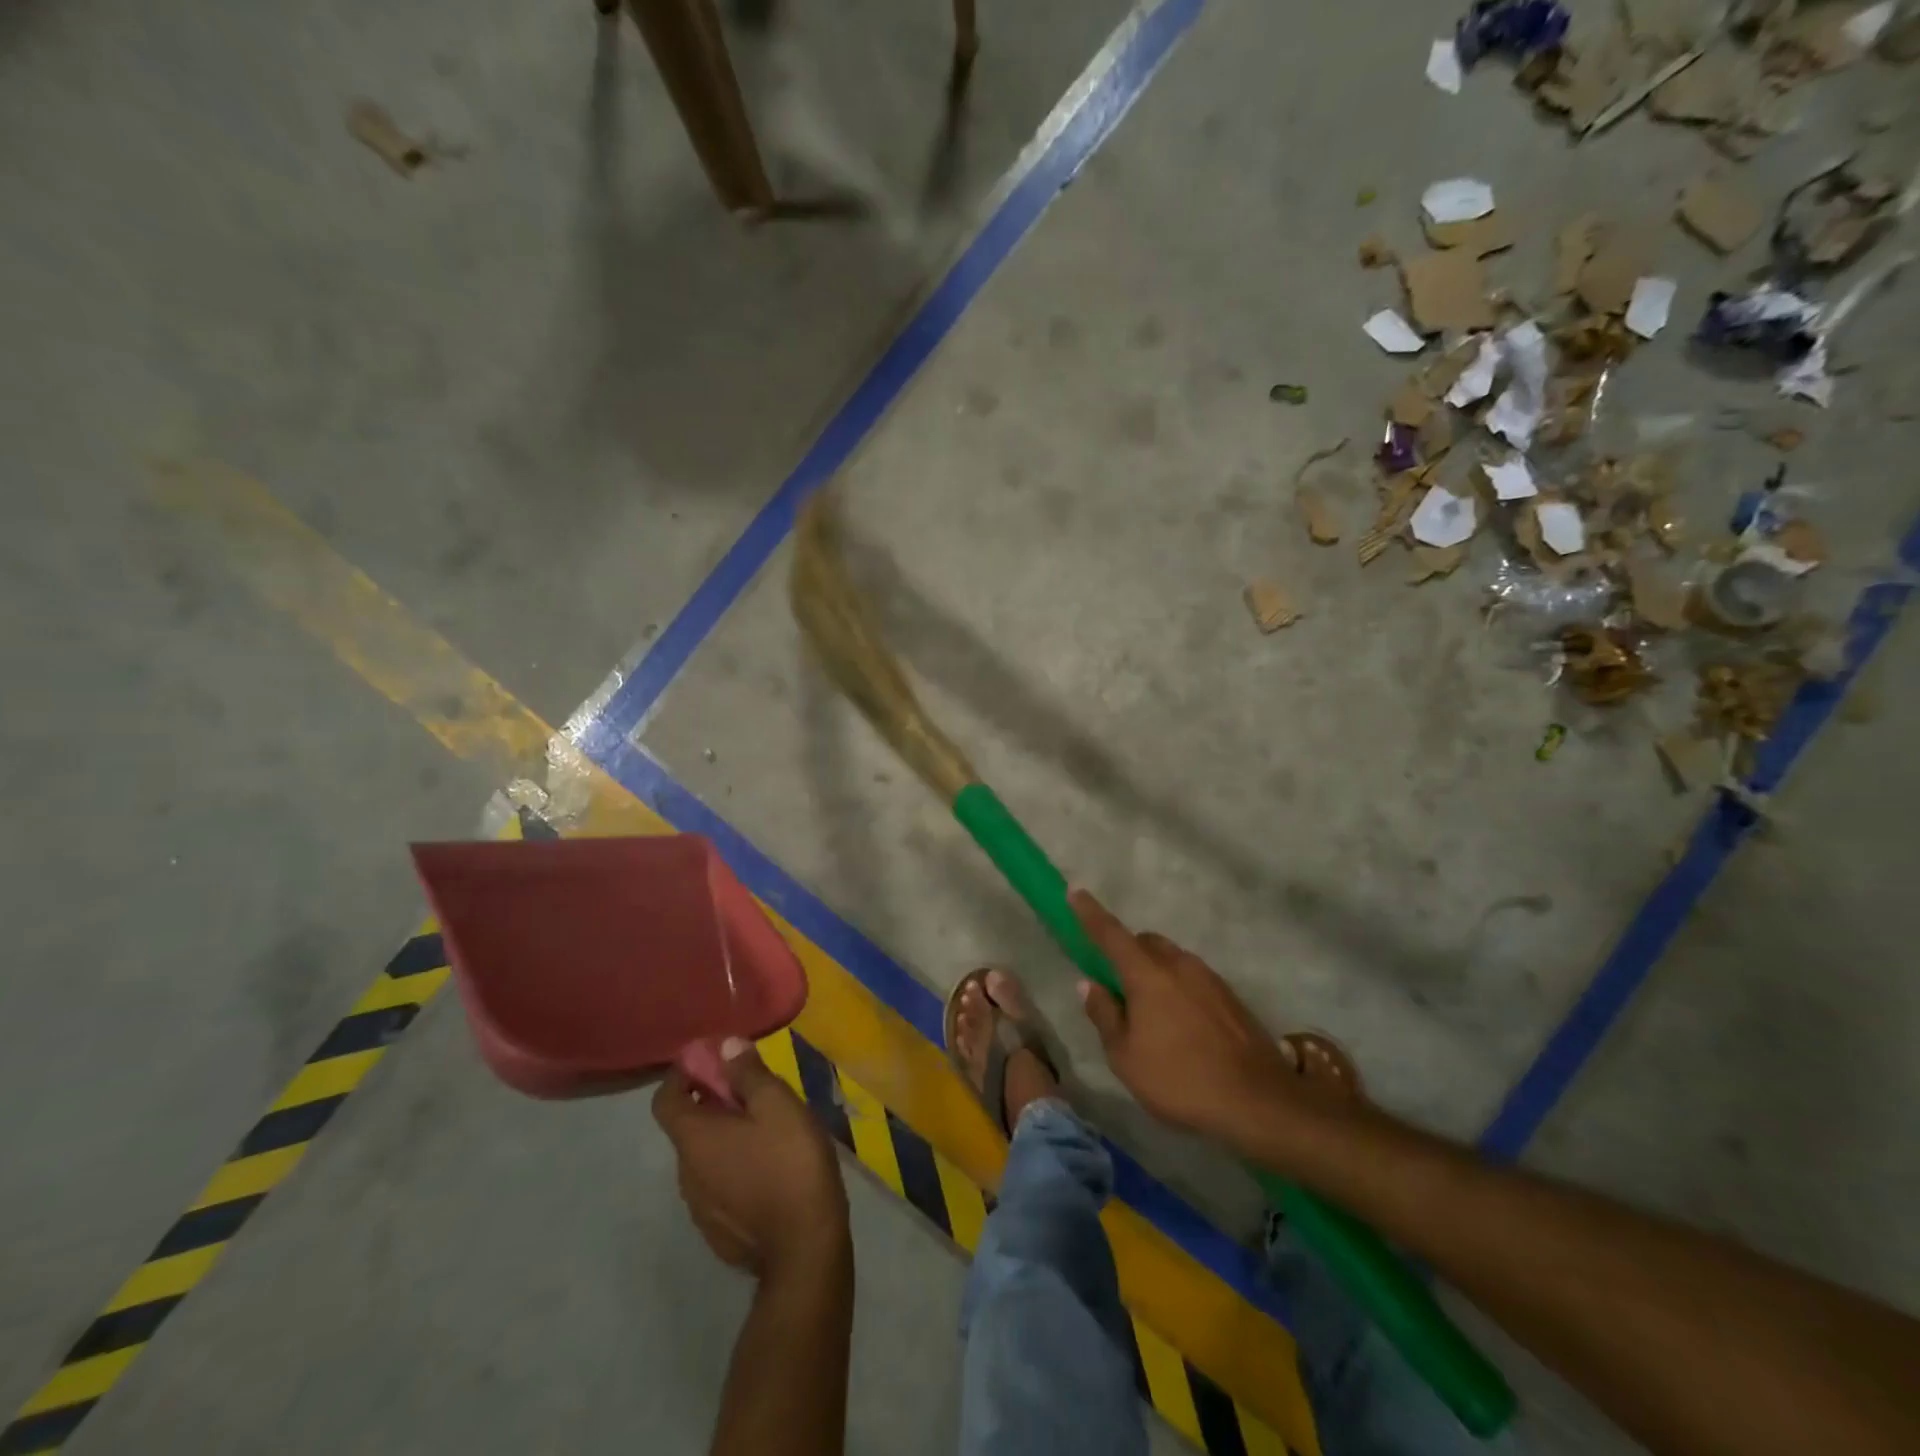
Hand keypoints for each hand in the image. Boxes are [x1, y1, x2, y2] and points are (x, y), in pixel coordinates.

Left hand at [651, 1039, 849, 1280]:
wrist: (805, 1250)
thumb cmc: (790, 1165)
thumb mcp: (777, 1105)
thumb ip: (748, 1073)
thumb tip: (725, 1046)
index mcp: (694, 1140)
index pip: (664, 1099)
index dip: (682, 1074)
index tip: (711, 1059)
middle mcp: (686, 1173)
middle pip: (687, 1127)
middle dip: (712, 1102)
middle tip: (752, 1091)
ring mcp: (700, 1207)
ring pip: (704, 1158)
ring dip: (725, 1136)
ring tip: (766, 1129)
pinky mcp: (718, 1231)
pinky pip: (718, 1185)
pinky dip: (733, 1166)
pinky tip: (769, 1168)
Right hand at [1071, 889, 1299, 1145]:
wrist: (1258, 1101)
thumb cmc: (1180, 1079)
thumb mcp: (1125, 1057)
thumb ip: (1104, 1015)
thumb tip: (1089, 984)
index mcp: (1147, 974)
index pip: (1110, 933)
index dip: (1090, 913)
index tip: (1075, 892)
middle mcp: (1179, 965)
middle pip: (1145, 942)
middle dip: (1126, 951)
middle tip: (1116, 984)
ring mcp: (1208, 978)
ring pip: (1171, 959)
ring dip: (1154, 972)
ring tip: (1150, 1013)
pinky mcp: (1229, 996)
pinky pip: (1192, 978)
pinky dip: (1177, 987)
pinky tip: (1180, 1025)